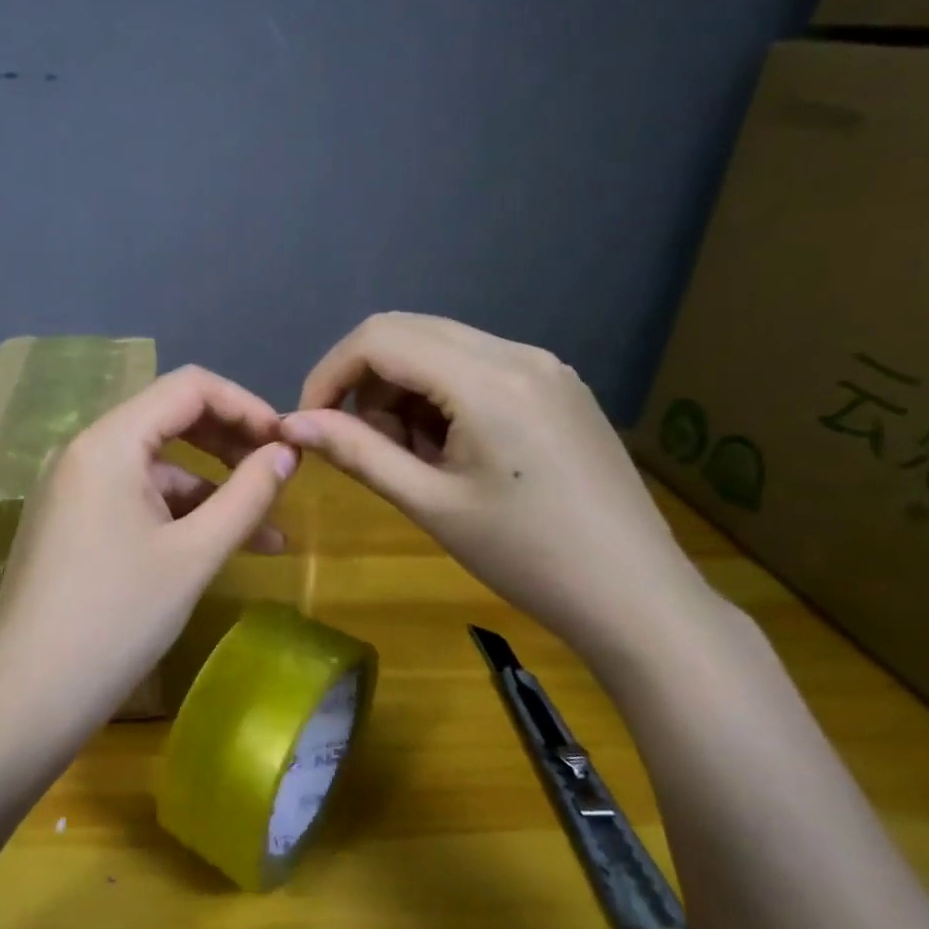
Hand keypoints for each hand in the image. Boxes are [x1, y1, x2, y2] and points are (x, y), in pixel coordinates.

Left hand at [0, 366, 297, 735]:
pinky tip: (217, 548)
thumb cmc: (118, 619)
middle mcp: (84, 451)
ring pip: (156, 467)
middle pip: (170, 421)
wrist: (31, 697)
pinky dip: (179, 515)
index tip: (287, 444)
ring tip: (268, 533)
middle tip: (280, 477)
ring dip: (212, 490)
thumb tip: (287, 454)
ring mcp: (73, 489)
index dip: (245, 406)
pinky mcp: (71, 523)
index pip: (188, 388)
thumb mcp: (195, 555)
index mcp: (108, 442)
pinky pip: (135, 499)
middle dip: (231, 445)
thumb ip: (247, 496)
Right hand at [281, 313, 711, 663]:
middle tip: (362, 444)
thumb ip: (358, 453)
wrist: (636, 596)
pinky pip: (478, 367)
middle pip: (408, 332)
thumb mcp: (430, 504)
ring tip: (413, 457)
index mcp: (487, 379)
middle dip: (365, 381)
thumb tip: (292, 424)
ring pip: (442, 348)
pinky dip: (442, 396)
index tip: (311, 423)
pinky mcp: (558, 386)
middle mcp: (518, 352)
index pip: (379, 338)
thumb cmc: (526, 558)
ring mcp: (545, 365)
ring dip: (404, 390)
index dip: (330, 374)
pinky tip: (453, 450)